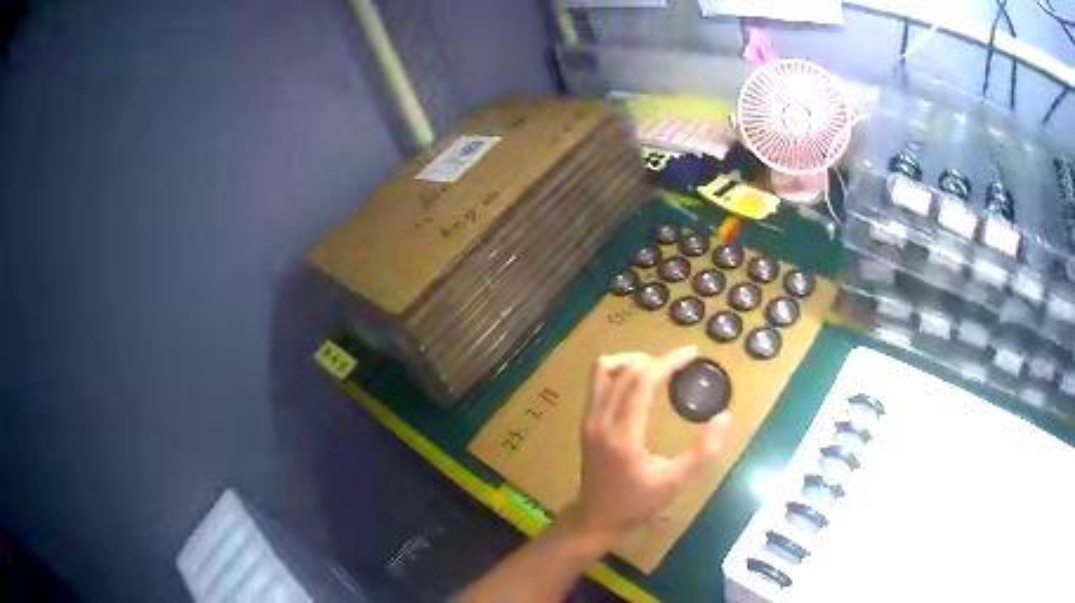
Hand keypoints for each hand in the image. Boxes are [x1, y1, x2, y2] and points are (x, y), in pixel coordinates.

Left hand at [569, 345, 729, 544]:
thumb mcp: (675, 483)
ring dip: (631, 361)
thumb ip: (703, 451)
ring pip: (603, 370)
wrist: (595, 520)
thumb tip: (724, 416)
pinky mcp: (586, 422)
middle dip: (655, 358)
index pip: (641, 382)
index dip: (667, 361)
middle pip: (623, 370)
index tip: (691, 352)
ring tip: (658, 368)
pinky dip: (620, 372)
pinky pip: (599, 383)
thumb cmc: (636, 505)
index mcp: (622, 435)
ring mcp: (588, 419)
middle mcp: (600, 420)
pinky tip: (640, 384)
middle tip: (681, 361)